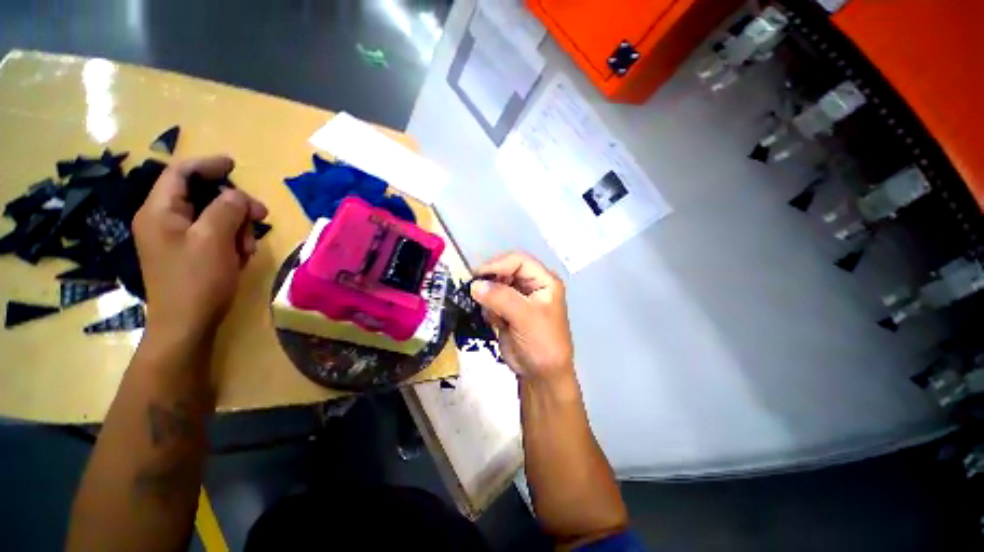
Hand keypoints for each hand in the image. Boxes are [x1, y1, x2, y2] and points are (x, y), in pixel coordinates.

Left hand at [133, 156, 267, 336]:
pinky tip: (241, 255)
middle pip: (202, 195)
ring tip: (249, 247)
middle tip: (261, 216)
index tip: (235, 165)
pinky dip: (231, 240)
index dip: (208, 164)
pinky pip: (213, 234)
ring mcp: (176, 238)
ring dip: (237, 226)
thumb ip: (227, 209)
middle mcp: (164, 220)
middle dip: (234, 204)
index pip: (180, 173)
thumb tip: (237, 195)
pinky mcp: (188, 253)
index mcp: (160, 211)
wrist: (187, 325)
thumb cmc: (196, 280)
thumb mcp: (214, 240)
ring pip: (213, 216)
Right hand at [471, 252, 574, 385]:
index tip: (477, 275)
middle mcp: (531, 285)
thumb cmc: (542, 343)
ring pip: (494, 286)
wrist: (541, 375)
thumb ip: (500, 297)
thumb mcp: (525, 317)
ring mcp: (518, 298)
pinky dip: (489, 311)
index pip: (518, 261)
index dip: (497, 264)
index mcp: (543, 280)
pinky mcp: (507, 310)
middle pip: (504, 271)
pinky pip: (490, 301)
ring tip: (496, 318)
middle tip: (479, 296)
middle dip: (491, 284)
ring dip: (490, 300)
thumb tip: (475, 284)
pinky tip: (498, 325)